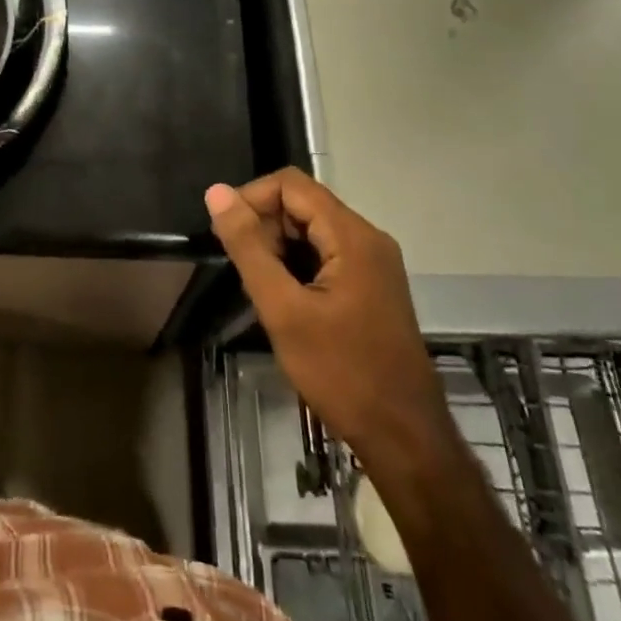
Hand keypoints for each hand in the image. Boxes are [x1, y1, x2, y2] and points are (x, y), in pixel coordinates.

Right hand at [206, 169, 453, 479]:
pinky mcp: (372, 285)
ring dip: (279, 248)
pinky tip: (285, 301)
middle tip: (246, 273)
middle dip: (265, 227)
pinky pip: (326, 254)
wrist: (403, 437)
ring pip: (312, 230)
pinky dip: (298, 266)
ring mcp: (374, 263)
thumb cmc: (340, 372)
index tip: (226, 236)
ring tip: (263, 290)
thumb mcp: (282, 309)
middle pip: (303, 204)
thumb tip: (216, 192)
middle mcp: (368, 238)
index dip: (251, 199)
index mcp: (352, 235)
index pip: (290, 184)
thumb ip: (248, 247)